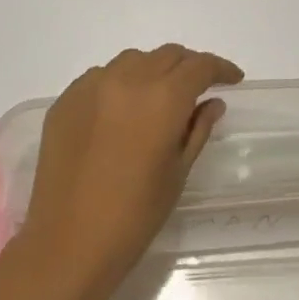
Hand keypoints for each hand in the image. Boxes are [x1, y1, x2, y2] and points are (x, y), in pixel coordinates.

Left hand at [18, 44, 243, 299]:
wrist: (68, 243)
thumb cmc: (134, 216)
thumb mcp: (177, 172)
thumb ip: (198, 129)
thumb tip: (211, 102)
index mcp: (162, 99)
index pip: (199, 66)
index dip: (220, 68)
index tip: (233, 79)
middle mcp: (126, 80)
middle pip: (167, 56)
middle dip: (188, 67)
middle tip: (199, 88)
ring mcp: (91, 87)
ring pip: (132, 60)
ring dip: (153, 71)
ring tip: (159, 97)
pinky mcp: (65, 100)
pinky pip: (100, 77)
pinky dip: (120, 84)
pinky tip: (121, 112)